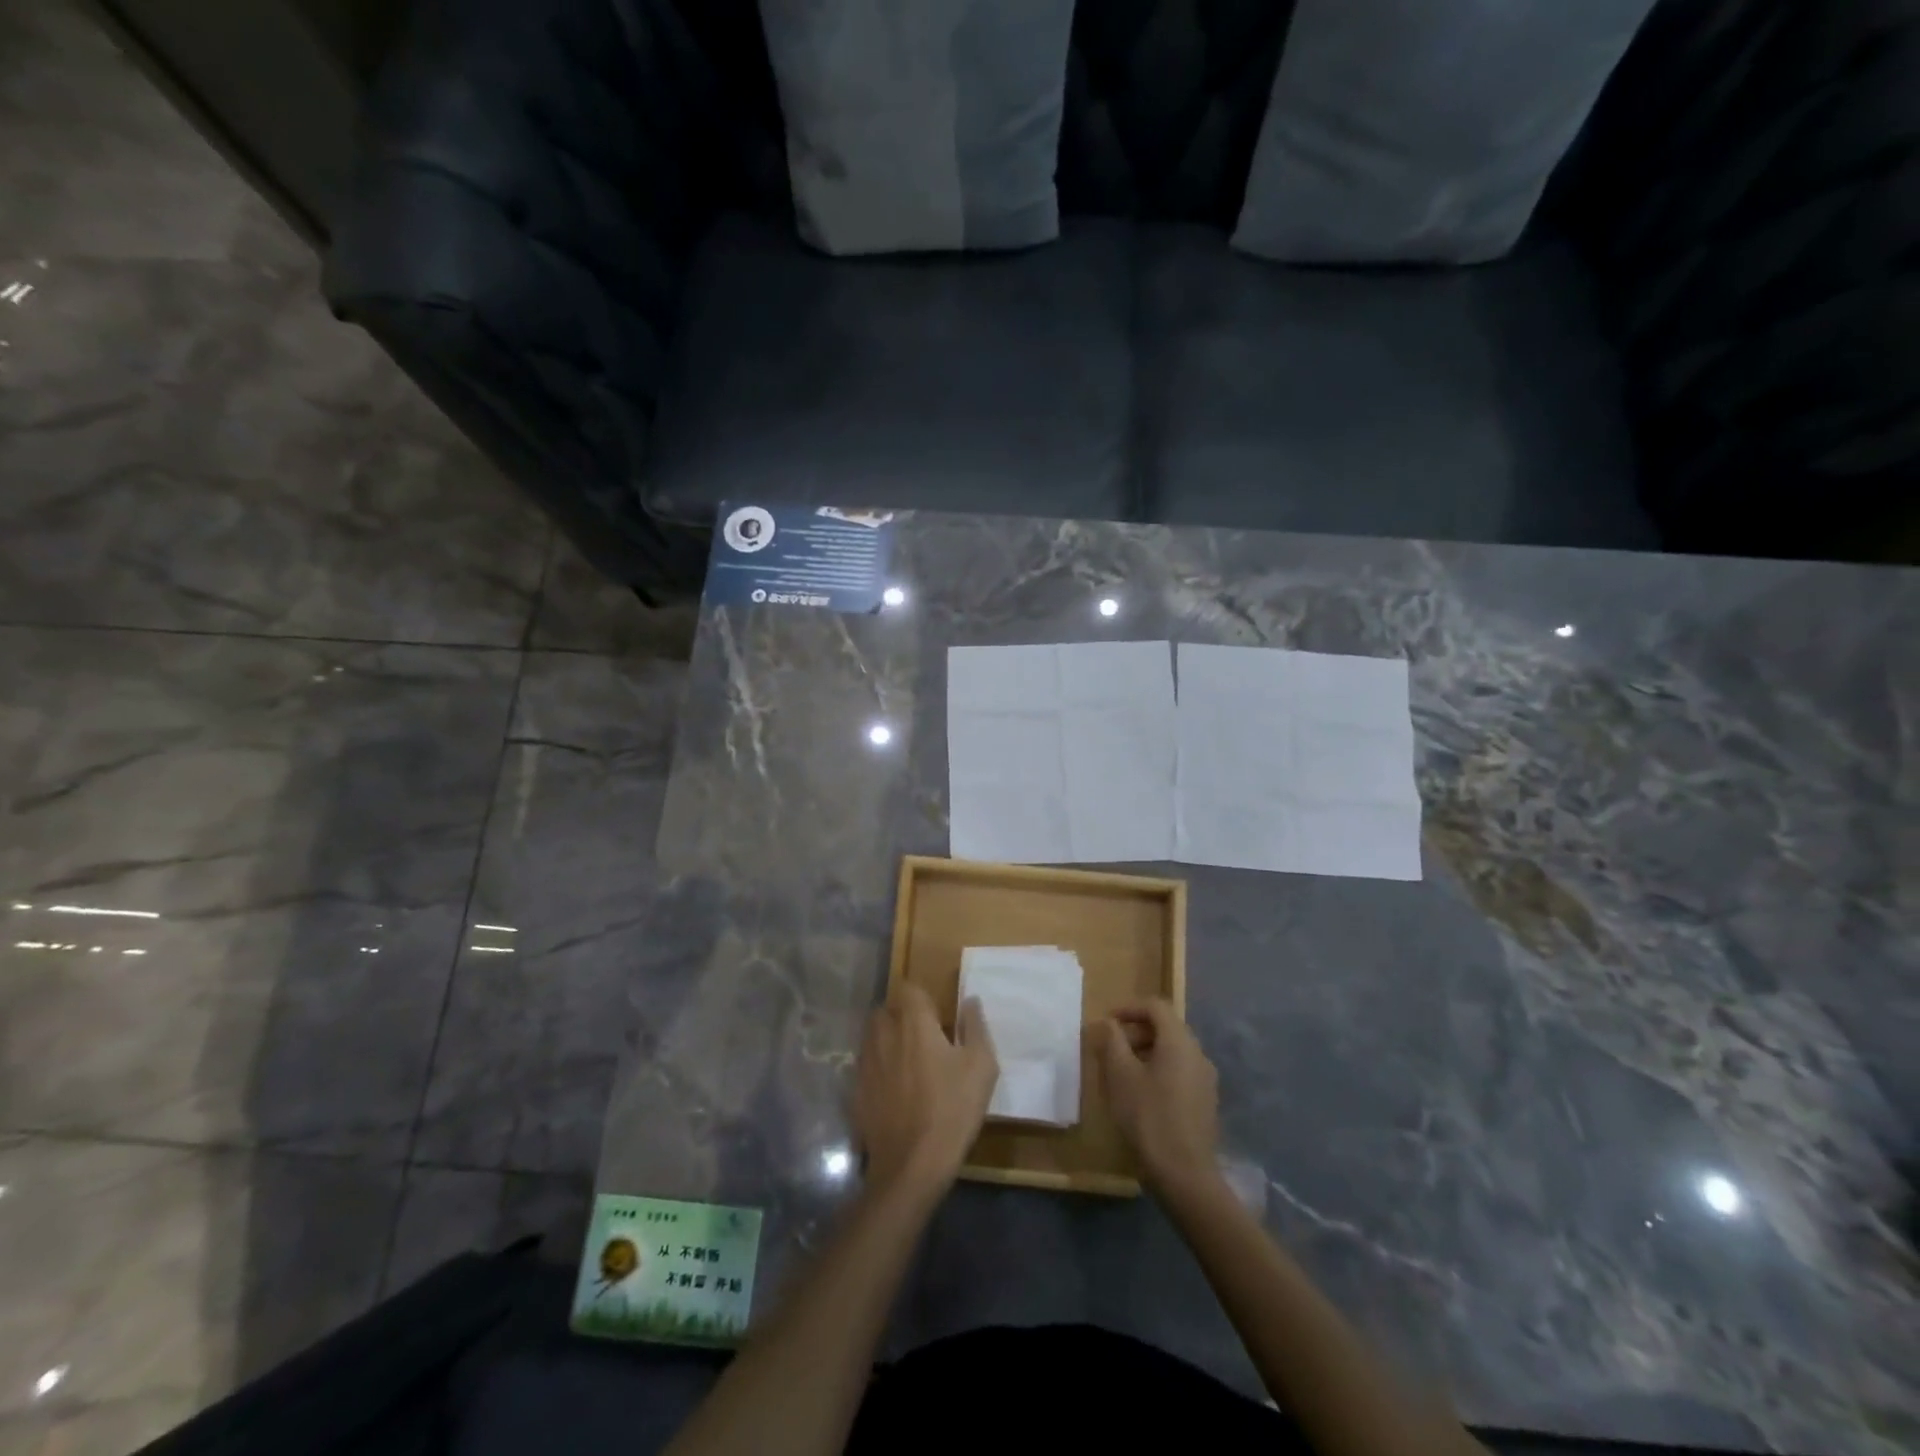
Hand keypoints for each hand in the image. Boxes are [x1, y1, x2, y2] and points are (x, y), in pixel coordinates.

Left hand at [853, 982, 998, 1200]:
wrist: (911, 1166)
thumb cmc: (952, 1110)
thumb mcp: (981, 1067)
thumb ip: (976, 1026)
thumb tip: (970, 1001)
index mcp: (913, 1022)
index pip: (909, 988)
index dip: (922, 998)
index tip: (938, 1016)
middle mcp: (883, 1034)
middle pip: (886, 1009)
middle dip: (901, 1016)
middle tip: (924, 1038)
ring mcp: (865, 1062)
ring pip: (872, 1036)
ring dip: (887, 1040)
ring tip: (907, 1062)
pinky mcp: (855, 1090)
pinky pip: (865, 1066)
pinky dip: (877, 1069)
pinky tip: (893, 1091)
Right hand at [1093, 999, 1219, 1195]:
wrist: (1184, 1174)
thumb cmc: (1148, 1116)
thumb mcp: (1120, 1074)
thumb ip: (1112, 1041)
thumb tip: (1108, 1023)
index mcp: (1179, 1042)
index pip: (1155, 1007)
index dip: (1128, 1008)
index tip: (1107, 1022)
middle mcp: (1198, 1054)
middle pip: (1166, 1028)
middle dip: (1136, 1031)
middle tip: (1111, 1047)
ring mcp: (1205, 1080)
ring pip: (1173, 1052)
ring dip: (1146, 1052)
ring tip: (1122, 1072)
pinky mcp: (1206, 1102)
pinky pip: (1180, 1072)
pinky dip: (1159, 1071)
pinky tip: (1141, 1095)